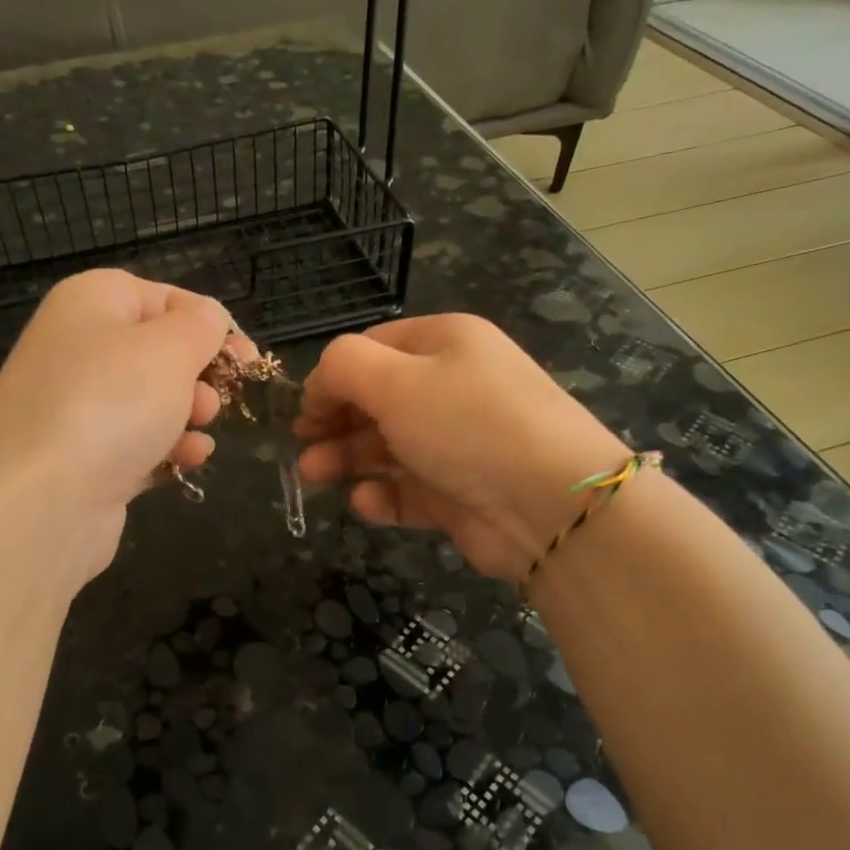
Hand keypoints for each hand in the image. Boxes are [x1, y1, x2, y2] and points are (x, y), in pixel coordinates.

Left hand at [0, 269, 245, 575]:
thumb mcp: (170, 348)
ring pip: (150, 402)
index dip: (208, 322)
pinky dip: (166, 450)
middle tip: (217, 398)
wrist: (39, 501)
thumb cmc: (111, 403)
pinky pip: (136, 445)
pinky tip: (187, 461)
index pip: (162, 297)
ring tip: (200, 431)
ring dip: (188, 415)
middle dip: (199, 374)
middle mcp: (78, 350)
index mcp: (91, 303)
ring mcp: (77, 409)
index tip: (246, 357)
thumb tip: (207, 317)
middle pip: (157, 352)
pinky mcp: (83, 461)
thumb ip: (199, 326)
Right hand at [295, 315, 630, 581]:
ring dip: (347, 459)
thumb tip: (319, 384)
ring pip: (387, 447)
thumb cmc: (466, 424)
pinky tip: (364, 502)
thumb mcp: (395, 380)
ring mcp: (457, 444)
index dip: (333, 376)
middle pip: (377, 400)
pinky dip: (382, 495)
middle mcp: (453, 388)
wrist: (548, 505)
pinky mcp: (458, 493)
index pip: (374, 348)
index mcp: (445, 344)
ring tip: (313, 477)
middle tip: (301, 447)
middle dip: (334, 422)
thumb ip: (342, 368)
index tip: (303, 408)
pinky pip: (409, 489)